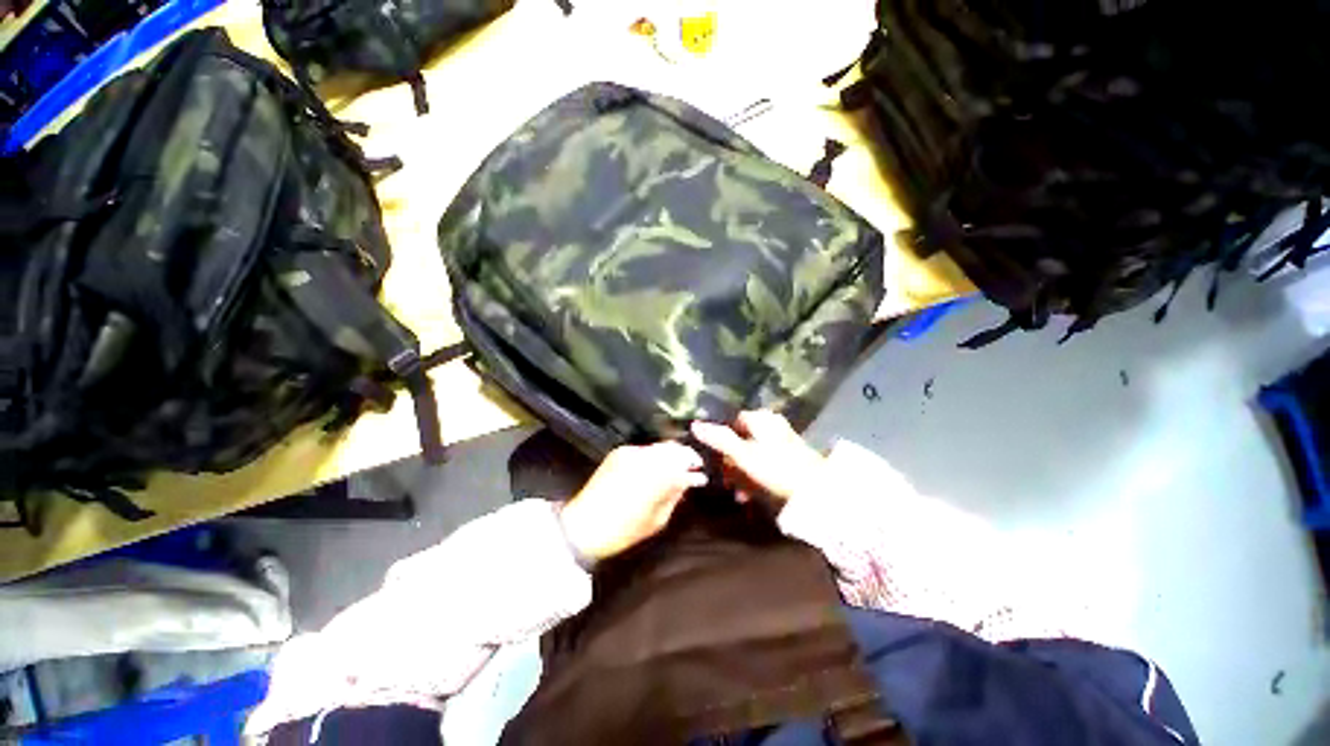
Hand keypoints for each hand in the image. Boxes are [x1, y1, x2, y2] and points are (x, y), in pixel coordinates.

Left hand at [559, 442, 706, 561]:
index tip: (700, 473)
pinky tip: (655, 469)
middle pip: (672, 447)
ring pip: (659, 446)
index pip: (682, 459)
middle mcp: (643, 457)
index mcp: (654, 475)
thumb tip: (687, 481)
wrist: (582, 526)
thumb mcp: (656, 520)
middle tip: (690, 470)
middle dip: (684, 456)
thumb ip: (674, 496)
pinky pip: (645, 449)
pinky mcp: (618, 452)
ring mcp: (629, 452)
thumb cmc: (621, 531)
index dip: (694, 464)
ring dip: (670, 455)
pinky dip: (654, 456)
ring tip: (674, 470)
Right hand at [691, 410, 826, 504]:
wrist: (817, 491)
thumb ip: (719, 439)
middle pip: (742, 440)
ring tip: (738, 493)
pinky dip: (756, 477)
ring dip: (742, 473)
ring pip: (752, 454)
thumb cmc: (776, 468)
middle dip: (731, 461)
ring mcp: (782, 441)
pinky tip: (752, 494)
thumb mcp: (743, 454)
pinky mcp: (791, 457)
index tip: (715, 459)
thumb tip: (695, 424)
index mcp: (761, 418)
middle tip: (725, 481)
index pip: (733, 422)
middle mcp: (772, 425)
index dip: (721, 439)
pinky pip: (765, 464)